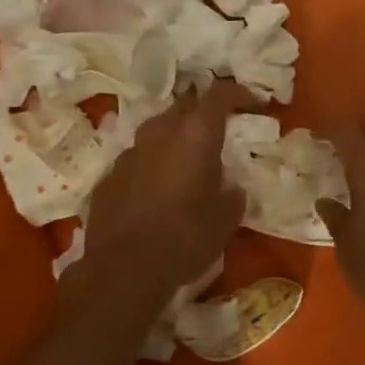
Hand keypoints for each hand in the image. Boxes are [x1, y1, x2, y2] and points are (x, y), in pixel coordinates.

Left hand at [86, 82, 257, 301]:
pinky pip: (139, 159)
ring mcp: (129, 152)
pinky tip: (159, 190)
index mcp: (195, 134)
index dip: (240, 94)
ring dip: (176, 139)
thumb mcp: (227, 217)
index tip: (255, 105)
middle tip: (220, 131)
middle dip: (204, 113)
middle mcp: (160, 132)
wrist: (123, 270)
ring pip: (158, 131)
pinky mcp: (109, 176)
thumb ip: (232, 193)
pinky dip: (153, 165)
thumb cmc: (186, 237)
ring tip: (189, 161)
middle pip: (185, 105)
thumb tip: (230, 188)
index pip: (220, 94)